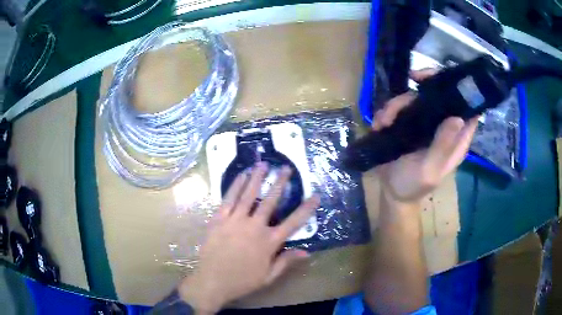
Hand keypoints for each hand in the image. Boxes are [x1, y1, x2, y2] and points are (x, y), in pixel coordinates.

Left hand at [179, 162, 319, 313]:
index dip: (306, 209)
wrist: (213, 280)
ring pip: (249, 194)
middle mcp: (254, 227)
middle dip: (280, 183)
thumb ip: (286, 262)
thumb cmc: (242, 281)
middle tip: (286, 168)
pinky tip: (241, 175)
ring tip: (264, 164)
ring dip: (257, 178)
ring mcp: (235, 220)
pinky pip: (229, 198)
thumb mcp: (268, 276)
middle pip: (270, 201)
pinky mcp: (219, 219)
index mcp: (269, 242)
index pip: (294, 222)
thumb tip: (306, 252)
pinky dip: (236, 185)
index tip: (316, 196)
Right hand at [372, 69, 478, 204]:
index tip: (446, 79)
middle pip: (440, 94)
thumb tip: (457, 118)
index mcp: (455, 139)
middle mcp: (442, 127)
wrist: (391, 192)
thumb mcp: (429, 169)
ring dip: (398, 104)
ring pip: (416, 97)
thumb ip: (443, 146)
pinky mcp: (408, 123)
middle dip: (426, 83)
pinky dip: (388, 112)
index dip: (461, 90)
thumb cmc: (413, 185)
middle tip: (413, 78)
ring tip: (385, 121)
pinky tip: (380, 125)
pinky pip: (399, 107)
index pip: (468, 109)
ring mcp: (424, 123)